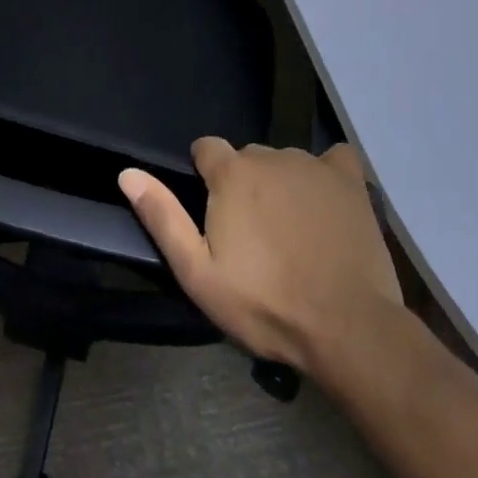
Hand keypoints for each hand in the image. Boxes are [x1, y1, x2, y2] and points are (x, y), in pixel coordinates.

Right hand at [120, 141, 403, 378]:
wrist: (348, 328)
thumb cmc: (266, 304)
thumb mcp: (199, 273)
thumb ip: (163, 218)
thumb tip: (128, 173)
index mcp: (231, 172)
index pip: (205, 149)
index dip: (205, 177)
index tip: (215, 214)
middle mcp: (269, 155)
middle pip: (246, 158)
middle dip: (244, 186)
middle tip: (254, 236)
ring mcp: (312, 165)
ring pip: (285, 162)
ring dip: (282, 185)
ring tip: (293, 233)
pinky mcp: (349, 180)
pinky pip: (333, 158)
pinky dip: (327, 175)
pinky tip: (329, 202)